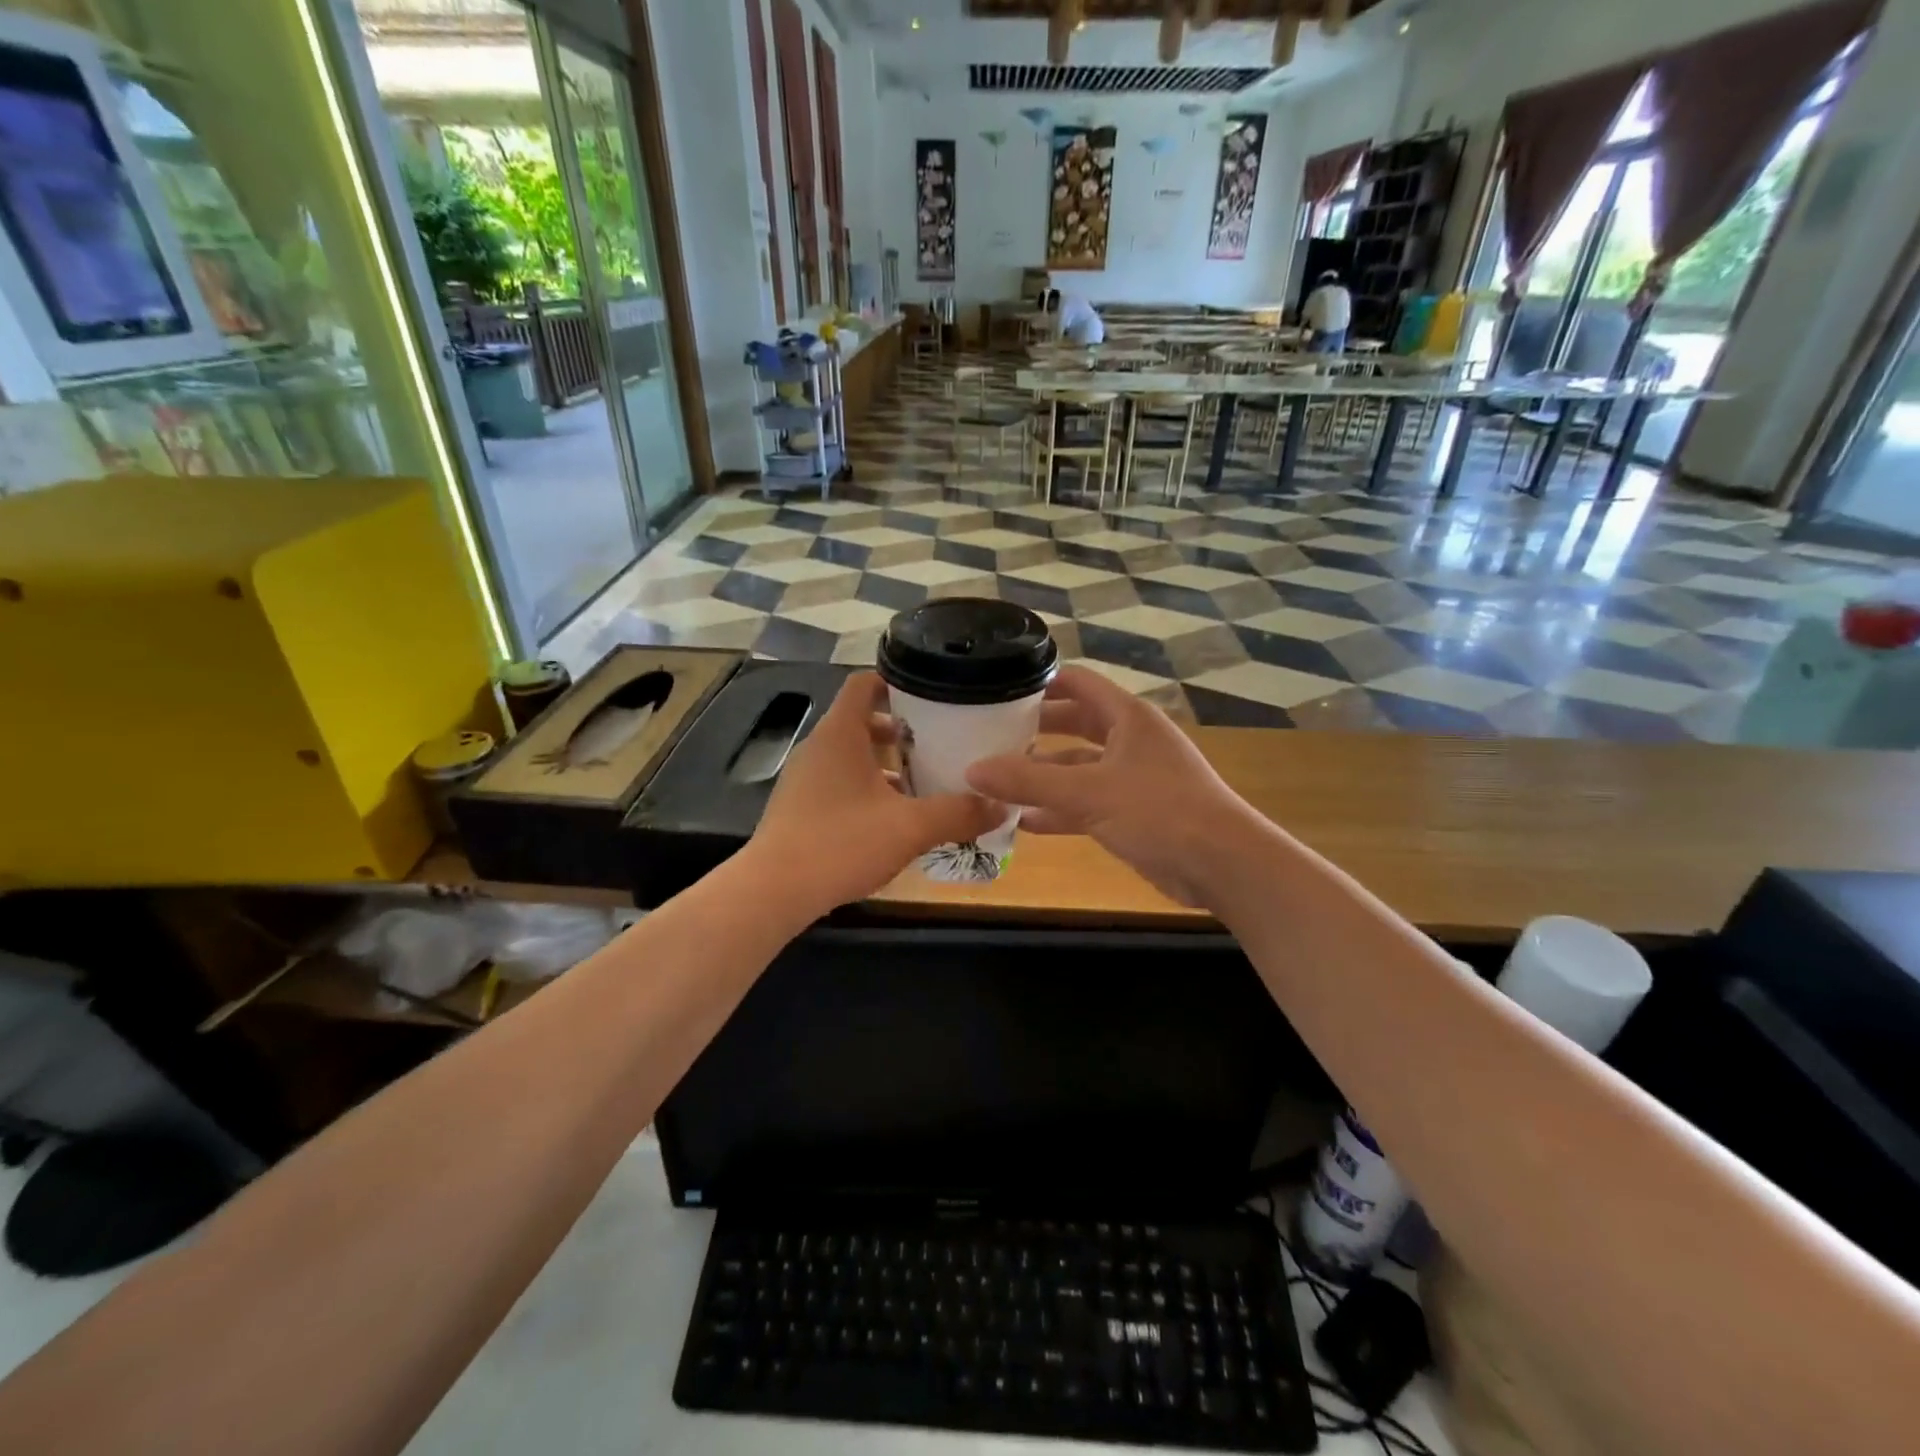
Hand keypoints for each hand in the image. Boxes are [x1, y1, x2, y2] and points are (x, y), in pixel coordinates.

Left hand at [747, 673, 1005, 912]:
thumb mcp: (910, 827)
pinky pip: (840, 783)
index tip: (932, 694)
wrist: (774, 892)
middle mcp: (818, 748)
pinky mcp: (800, 808)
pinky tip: (894, 818)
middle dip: (902, 730)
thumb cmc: (842, 843)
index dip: (896, 681)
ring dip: (886, 764)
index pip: (864, 683)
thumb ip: (958, 813)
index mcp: (840, 734)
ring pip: (852, 756)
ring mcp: (805, 779)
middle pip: (862, 721)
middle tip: (940, 742)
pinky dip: (868, 789)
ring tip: (925, 782)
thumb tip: (1003, 806)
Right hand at [965, 665, 1260, 907]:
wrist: (1222, 864)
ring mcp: (1132, 778)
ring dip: (1042, 776)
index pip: (1077, 683)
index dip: (1039, 684)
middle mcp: (1129, 740)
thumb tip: (972, 769)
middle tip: (988, 737)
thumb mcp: (1088, 793)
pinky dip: (1058, 810)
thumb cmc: (1159, 811)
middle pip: (1074, 724)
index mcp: (1127, 717)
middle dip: (1034, 732)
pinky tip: (1023, 821)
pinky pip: (1086, 803)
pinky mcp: (1133, 813)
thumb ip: (1029, 781)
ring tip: (996, 782)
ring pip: (1078, 768)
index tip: (998, 692)